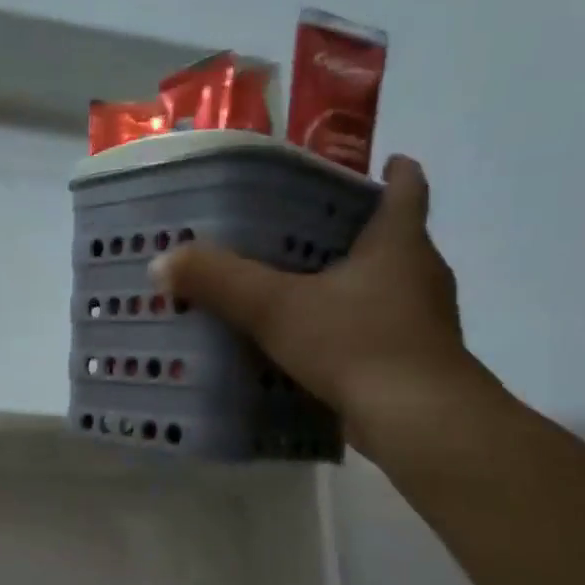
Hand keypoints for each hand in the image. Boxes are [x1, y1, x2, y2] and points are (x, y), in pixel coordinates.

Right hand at [150, 156, 474, 448]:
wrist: (418, 422)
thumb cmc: (357, 344)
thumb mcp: (276, 307)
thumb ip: (220, 282)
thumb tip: (161, 262)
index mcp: (398, 244)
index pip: (406, 189)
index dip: (393, 172)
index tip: (380, 162)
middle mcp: (420, 275)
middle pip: (394, 239)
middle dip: (355, 232)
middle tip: (305, 230)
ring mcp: (422, 322)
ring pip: (386, 288)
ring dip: (352, 284)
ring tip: (301, 287)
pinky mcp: (415, 363)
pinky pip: (378, 331)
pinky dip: (350, 330)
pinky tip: (314, 344)